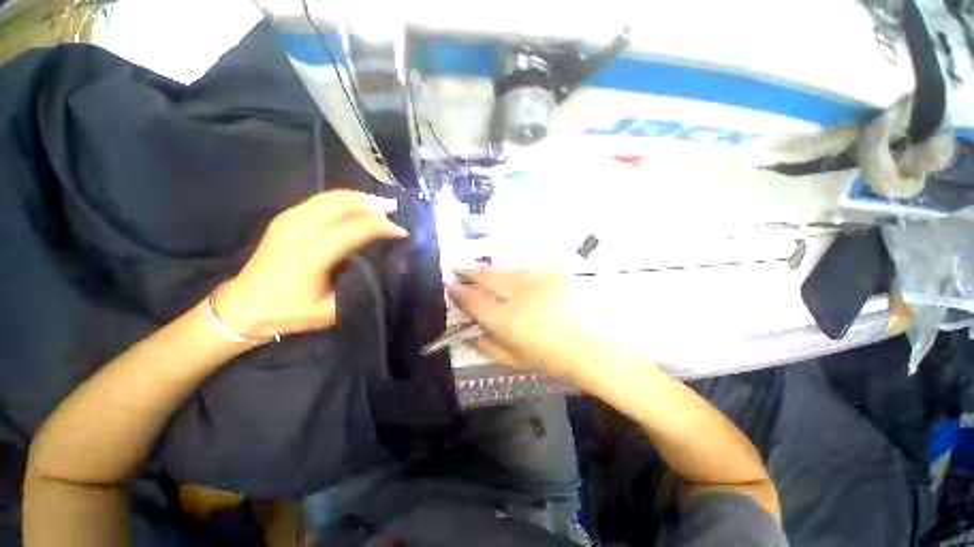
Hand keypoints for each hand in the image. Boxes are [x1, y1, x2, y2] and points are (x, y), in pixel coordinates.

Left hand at [217, 190, 406, 338]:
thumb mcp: (332, 310)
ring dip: (360, 198)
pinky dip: (344, 199)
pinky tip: (357, 206)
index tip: (402, 232)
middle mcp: (301, 229)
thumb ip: (359, 287)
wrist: (243, 305)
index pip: (358, 228)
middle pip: (345, 203)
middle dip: (374, 204)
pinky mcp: (285, 217)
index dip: (384, 227)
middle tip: (395, 210)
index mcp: (314, 253)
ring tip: (381, 205)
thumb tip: (381, 266)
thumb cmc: (290, 312)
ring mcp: (290, 219)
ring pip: (333, 196)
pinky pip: (321, 199)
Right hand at [447, 267, 626, 381]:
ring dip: (489, 270)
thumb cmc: (553, 359)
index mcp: (505, 319)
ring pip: (504, 269)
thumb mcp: (515, 360)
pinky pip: (525, 269)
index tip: (450, 285)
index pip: (473, 300)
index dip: (458, 291)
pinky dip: (513, 272)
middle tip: (457, 268)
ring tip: (480, 271)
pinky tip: (511, 276)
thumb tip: (468, 334)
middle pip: (486, 277)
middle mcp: (518, 294)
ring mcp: (537, 280)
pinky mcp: (552, 273)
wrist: (596, 346)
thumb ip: (487, 346)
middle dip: (468, 272)